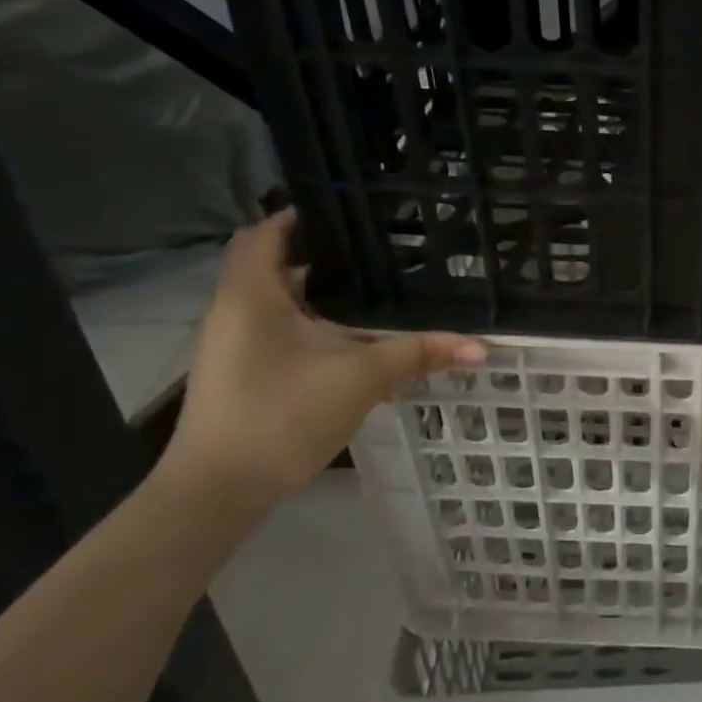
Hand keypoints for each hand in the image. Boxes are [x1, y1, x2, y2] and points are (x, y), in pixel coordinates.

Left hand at [160, 210, 483, 509]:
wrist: (218, 490)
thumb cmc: (283, 415)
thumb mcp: (361, 378)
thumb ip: (420, 353)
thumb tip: (482, 346)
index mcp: (252, 293)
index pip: (269, 231)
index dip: (306, 215)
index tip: (354, 212)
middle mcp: (234, 308)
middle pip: (274, 261)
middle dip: (323, 252)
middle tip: (378, 247)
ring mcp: (232, 342)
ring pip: (276, 297)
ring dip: (318, 289)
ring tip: (374, 283)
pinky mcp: (239, 369)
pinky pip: (276, 325)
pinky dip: (310, 319)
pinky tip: (350, 334)